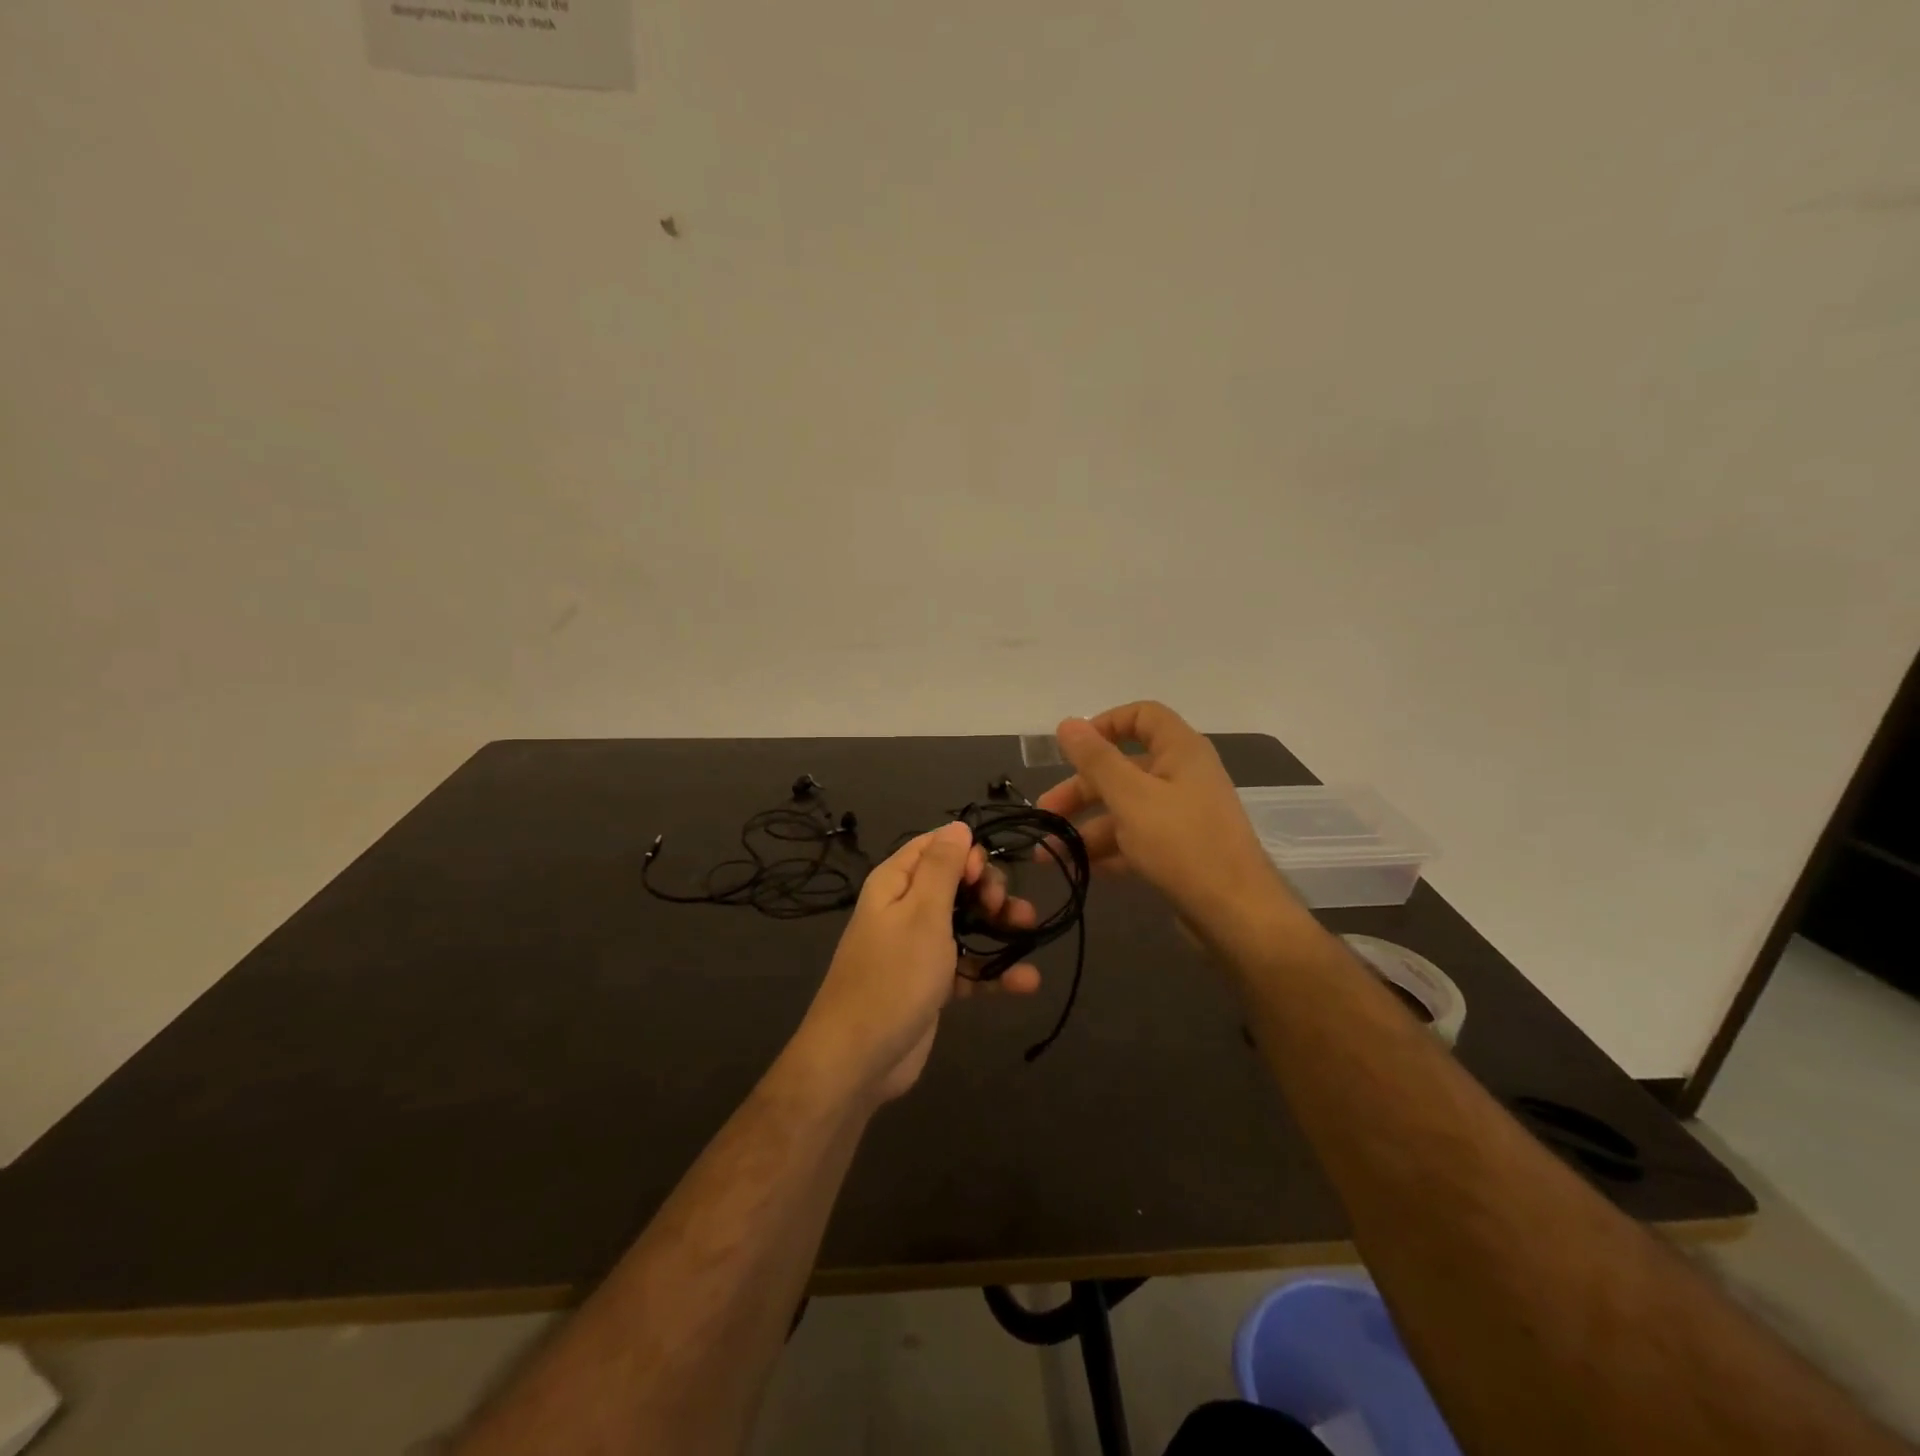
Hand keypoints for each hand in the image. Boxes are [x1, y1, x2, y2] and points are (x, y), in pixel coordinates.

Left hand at [793, 822, 1039, 1103]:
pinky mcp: (931, 984)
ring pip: (966, 925)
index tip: (983, 876)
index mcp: (895, 883)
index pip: (934, 847)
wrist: (859, 1058)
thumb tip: (958, 825)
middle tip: (1003, 908)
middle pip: (955, 884)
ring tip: (1029, 931)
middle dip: (987, 891)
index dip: (966, 853)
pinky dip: (994, 971)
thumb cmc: (893, 975)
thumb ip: (942, 867)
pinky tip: (1026, 981)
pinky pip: (967, 967)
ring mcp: (918, 949)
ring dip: (998, 927)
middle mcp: (905, 910)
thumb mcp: (922, 913)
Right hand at [1035, 702, 1297, 942]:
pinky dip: (1109, 851)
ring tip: (1050, 853)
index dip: (1105, 724)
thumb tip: (1068, 723)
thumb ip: (1096, 760)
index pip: (1142, 716)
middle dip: (1080, 790)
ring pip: (1125, 809)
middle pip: (1123, 769)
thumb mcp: (1131, 797)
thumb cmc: (1183, 844)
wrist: (1236, 915)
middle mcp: (1183, 777)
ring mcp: (1182, 816)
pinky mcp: (1179, 851)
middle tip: (1045, 812)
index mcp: (1180, 752)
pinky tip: (1081, 869)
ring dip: (1086, 827)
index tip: (1072, 748)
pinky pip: (1136, 840)